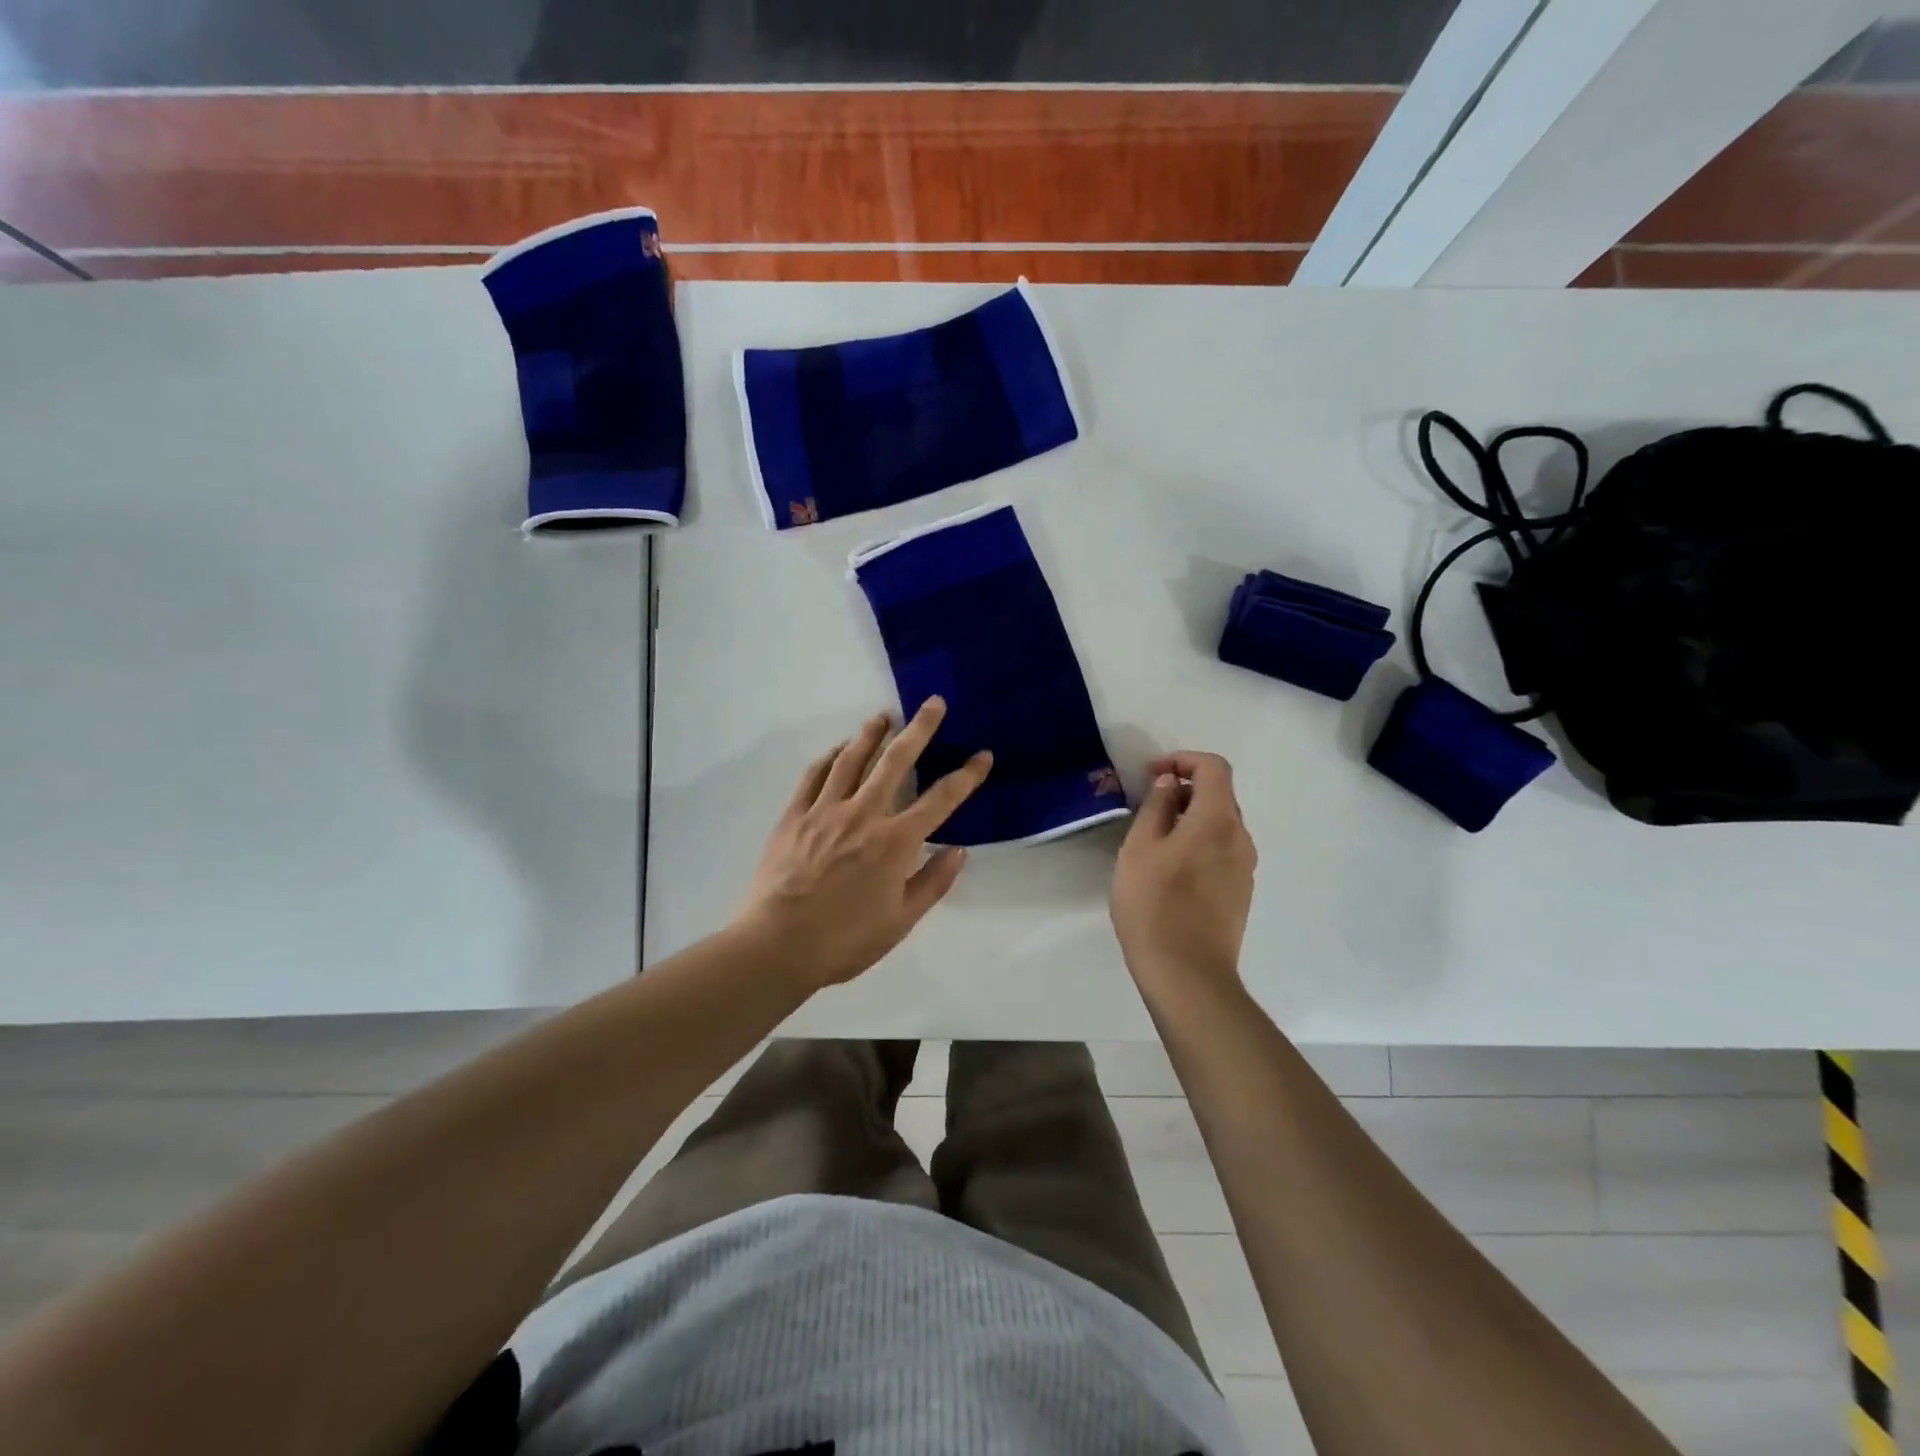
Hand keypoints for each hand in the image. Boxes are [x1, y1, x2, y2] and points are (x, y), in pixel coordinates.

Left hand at [737, 698, 991, 991]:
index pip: (941, 800)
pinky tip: (837, 750)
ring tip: (883, 716)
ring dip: (871, 734)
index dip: (966, 776)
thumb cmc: (845, 940)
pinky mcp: (794, 816)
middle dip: (919, 730)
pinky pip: (813, 776)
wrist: (777, 946)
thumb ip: (933, 882)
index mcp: (895, 842)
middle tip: (933, 703)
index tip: (983, 755)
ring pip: (851, 760)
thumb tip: (958, 850)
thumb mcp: (901, 921)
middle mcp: (863, 815)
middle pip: (895, 762)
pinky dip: (828, 758)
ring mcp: (825, 811)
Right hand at [1111, 751, 1257, 998]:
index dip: (1183, 760)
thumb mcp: (1140, 848)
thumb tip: (1170, 783)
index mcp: (1217, 820)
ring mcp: (1245, 868)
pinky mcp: (1241, 893)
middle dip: (1185, 791)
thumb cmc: (1153, 904)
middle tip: (1148, 808)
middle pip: (1220, 796)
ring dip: (1191, 819)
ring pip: (1221, 826)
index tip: (1153, 775)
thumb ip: (1156, 806)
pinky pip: (1222, 851)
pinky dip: (1199, 844)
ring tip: (1155, 841)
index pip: (1214, 768)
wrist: (1187, 974)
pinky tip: (1171, 871)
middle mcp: (1241, 838)